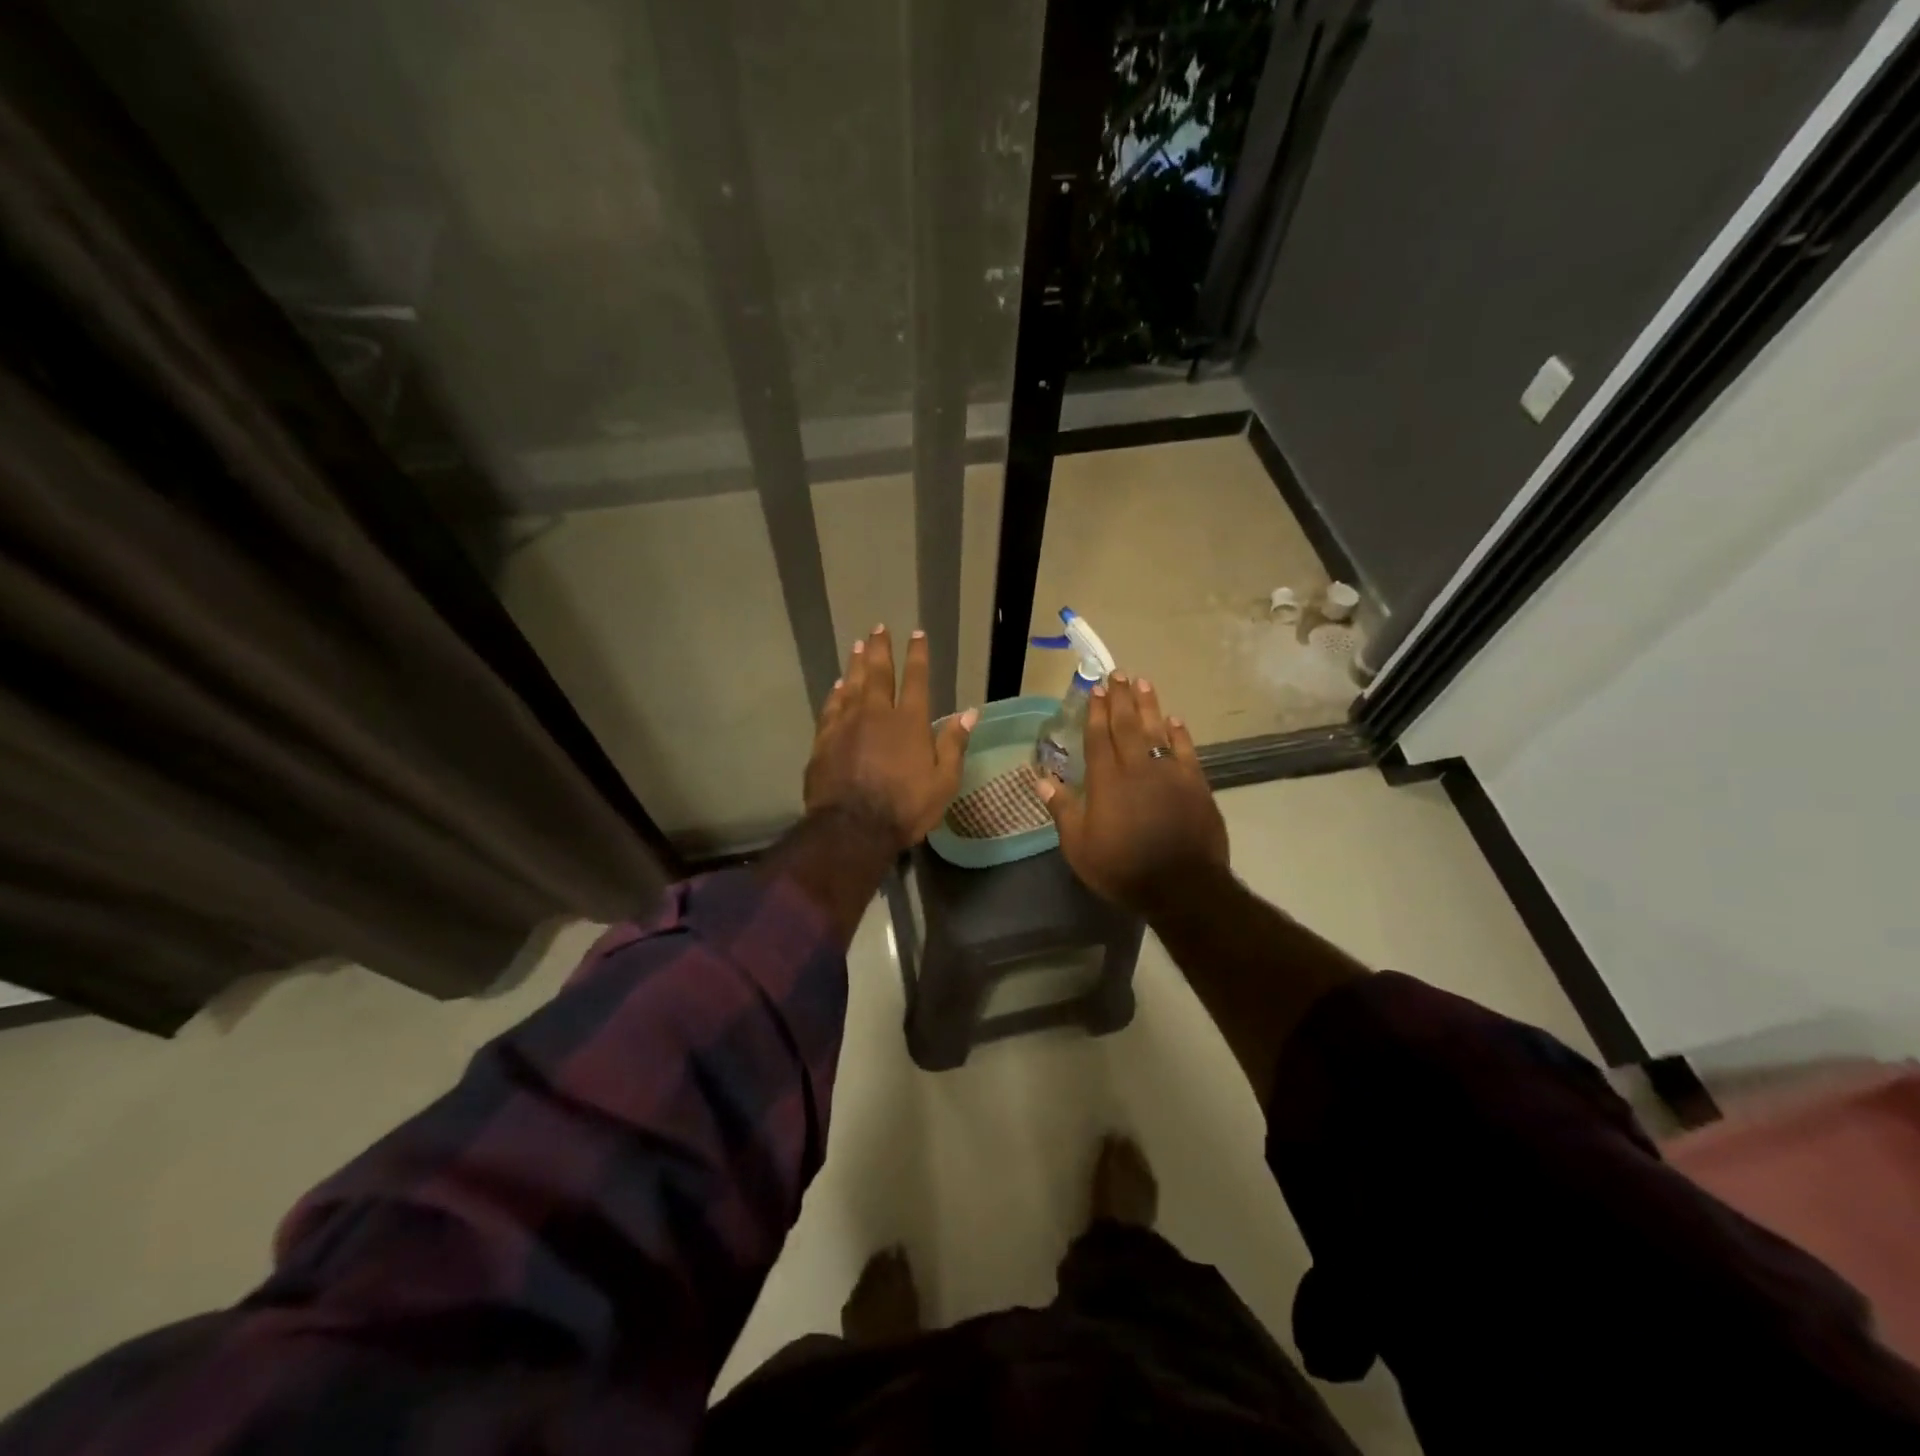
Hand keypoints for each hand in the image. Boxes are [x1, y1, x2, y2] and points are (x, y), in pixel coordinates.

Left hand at [804, 625, 975, 851]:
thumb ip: (954, 744)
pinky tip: (837, 685)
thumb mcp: (943, 781)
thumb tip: (969, 712)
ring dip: (856, 663)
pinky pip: (831, 707)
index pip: (916, 679)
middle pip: (878, 673)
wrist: (852, 828)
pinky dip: (836, 692)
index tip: (917, 634)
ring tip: (858, 645)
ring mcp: (847, 724)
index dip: (917, 655)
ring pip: (852, 684)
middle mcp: (876, 713)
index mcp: (909, 721)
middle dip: (881, 648)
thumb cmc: (905, 807)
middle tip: (879, 628)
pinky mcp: (825, 739)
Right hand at [1036, 674, 1228, 915]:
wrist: (1183, 886)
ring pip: (1157, 730)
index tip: (1095, 689)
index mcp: (1107, 781)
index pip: (1099, 737)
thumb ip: (1063, 809)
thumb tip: (1042, 778)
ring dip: (1148, 705)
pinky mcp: (1196, 784)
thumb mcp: (1080, 847)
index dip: (1096, 712)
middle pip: (1127, 725)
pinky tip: (1174, 720)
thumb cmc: (1124, 869)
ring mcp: (1170, 773)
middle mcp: (1138, 768)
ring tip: (1142, 682)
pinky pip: (1186, 750)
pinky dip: (1179, 733)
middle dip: (1120, 698)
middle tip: (1117, 673)